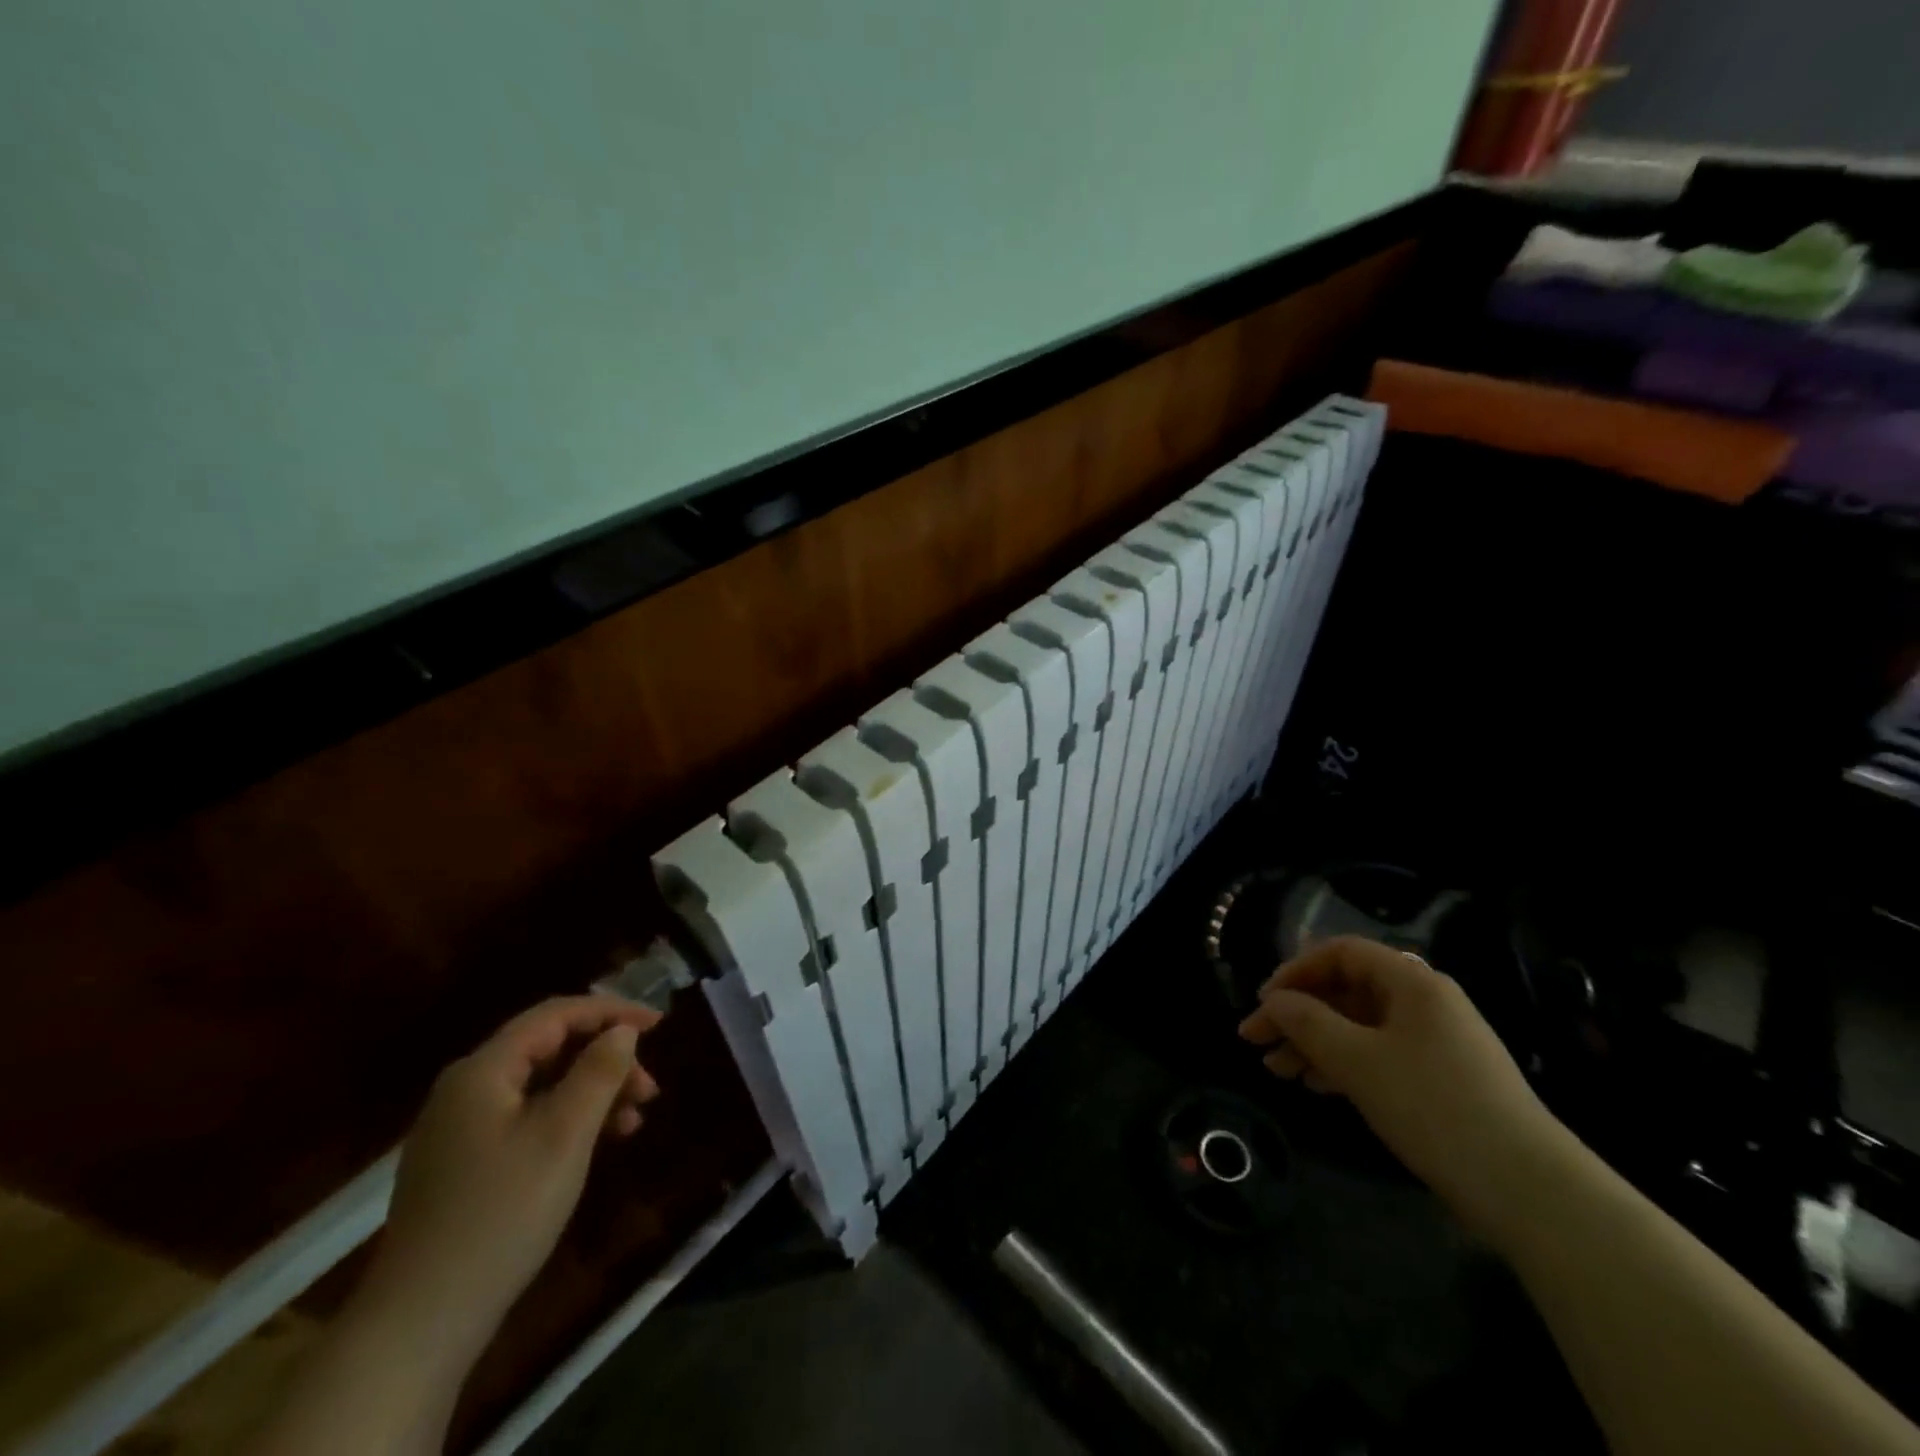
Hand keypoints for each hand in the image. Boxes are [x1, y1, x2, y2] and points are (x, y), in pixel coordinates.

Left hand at [358, 996, 661, 1356]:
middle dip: (606, 1059)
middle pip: (549, 1048)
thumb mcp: (565, 1135)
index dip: (612, 1012)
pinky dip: (567, 1120)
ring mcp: (458, 1129)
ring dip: (592, 1092)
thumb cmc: (502, 1213)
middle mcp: (465, 1089)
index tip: (660, 1024)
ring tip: (634, 1119)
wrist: (421, 1323)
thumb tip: (622, 1031)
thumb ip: (598, 1071)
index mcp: (482, 1071)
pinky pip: (526, 1118)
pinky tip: (597, 1143)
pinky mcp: (462, 1164)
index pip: (555, 1015)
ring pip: (541, 1086)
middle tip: (650, 1088)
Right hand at [1238, 936, 1571, 1243]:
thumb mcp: (1357, 1060)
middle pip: (1345, 991)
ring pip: (1357, 1026)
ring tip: (1276, 1070)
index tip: (1262, 1003)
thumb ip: (1306, 1022)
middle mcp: (1424, 1002)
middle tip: (1255, 1041)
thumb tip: (1273, 1001)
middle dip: (1296, 1014)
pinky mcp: (1440, 1079)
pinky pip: (1378, 1054)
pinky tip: (1316, 1085)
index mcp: (1412, 982)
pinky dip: (1342, 1064)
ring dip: (1313, 1043)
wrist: (1529, 1190)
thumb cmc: (1433, 1106)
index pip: (1340, 953)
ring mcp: (1435, 1042)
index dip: (1294, 971)